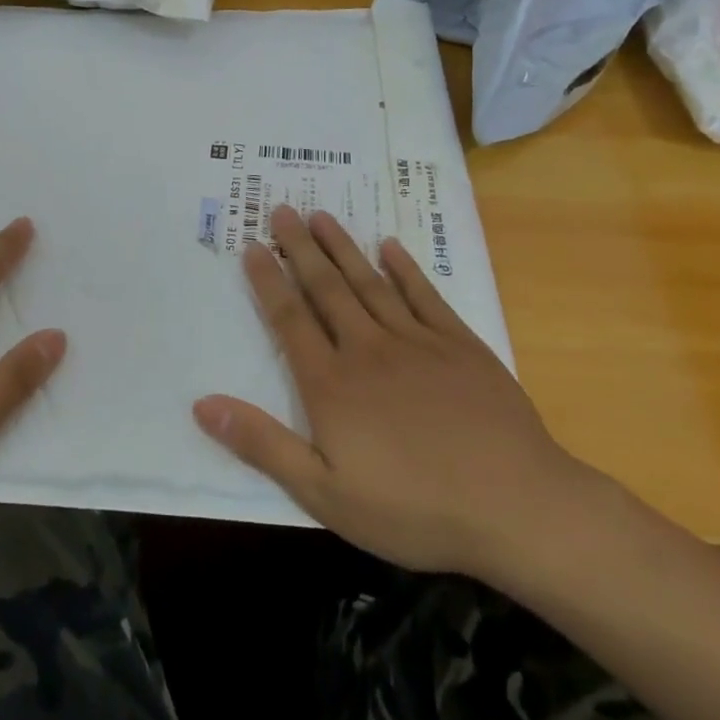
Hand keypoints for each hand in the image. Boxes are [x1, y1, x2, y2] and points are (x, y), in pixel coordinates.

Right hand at [194, 205, 588, 580]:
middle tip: (282, 210)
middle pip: (326, 288)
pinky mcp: (460, 346)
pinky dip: (405, 269)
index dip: (268, 280)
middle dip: (301, 248)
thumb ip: (262, 444)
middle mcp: (367, 348)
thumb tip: (202, 403)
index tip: (252, 245)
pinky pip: (425, 296)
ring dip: (342, 247)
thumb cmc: (414, 509)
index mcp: (331, 383)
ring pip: (369, 282)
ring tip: (321, 215)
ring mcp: (417, 342)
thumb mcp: (325, 492)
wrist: (517, 507)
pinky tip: (390, 247)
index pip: (289, 318)